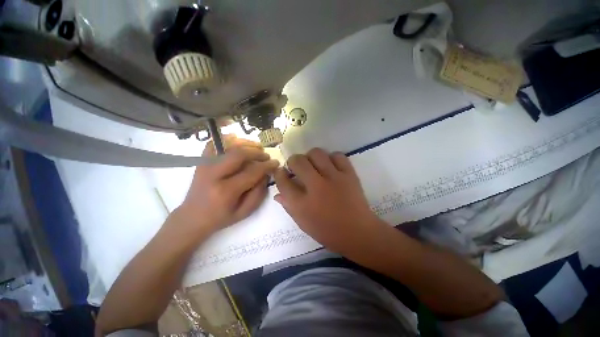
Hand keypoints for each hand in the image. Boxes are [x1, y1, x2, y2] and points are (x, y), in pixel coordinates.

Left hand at [172, 136, 278, 240]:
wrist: (192, 217)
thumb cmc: (220, 217)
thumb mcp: (244, 212)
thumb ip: (258, 193)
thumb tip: (265, 174)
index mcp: (226, 191)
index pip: (252, 172)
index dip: (267, 166)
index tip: (275, 163)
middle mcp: (214, 175)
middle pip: (239, 154)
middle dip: (257, 152)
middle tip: (266, 156)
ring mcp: (205, 166)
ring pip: (227, 146)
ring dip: (246, 143)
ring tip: (257, 147)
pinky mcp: (200, 162)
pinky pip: (213, 144)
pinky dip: (226, 139)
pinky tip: (237, 140)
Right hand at [274, 148, 384, 254]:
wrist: (358, 232)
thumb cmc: (327, 231)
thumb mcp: (303, 222)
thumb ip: (289, 206)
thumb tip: (278, 193)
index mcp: (302, 204)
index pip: (283, 181)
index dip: (279, 173)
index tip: (281, 172)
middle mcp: (316, 187)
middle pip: (298, 161)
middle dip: (293, 161)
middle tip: (297, 168)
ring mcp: (334, 178)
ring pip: (316, 153)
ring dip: (310, 157)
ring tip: (313, 165)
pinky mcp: (349, 174)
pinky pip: (337, 155)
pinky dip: (331, 158)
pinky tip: (330, 166)